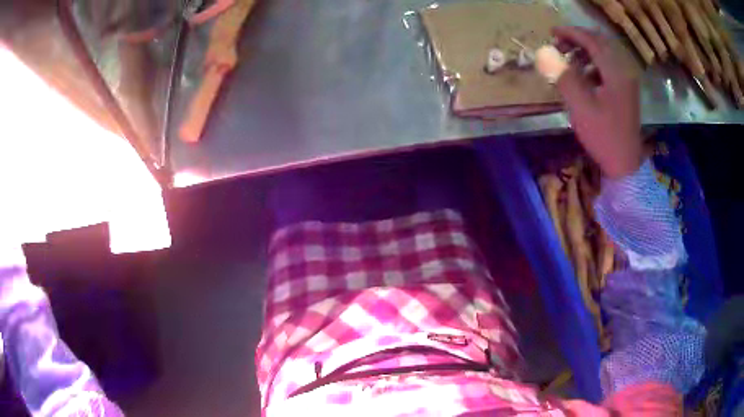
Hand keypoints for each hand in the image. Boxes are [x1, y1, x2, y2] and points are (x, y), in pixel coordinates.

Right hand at [553, 26, 643, 177]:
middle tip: (558, 44)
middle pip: (600, 44)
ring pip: (605, 55)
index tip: (551, 32)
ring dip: (585, 51)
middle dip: (578, 39)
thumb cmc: (604, 136)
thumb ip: (563, 77)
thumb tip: (544, 53)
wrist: (624, 164)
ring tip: (568, 58)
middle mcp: (624, 71)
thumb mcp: (581, 107)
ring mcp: (627, 82)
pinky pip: (608, 67)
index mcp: (616, 72)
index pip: (592, 41)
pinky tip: (583, 74)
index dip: (571, 33)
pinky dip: (593, 64)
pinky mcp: (626, 91)